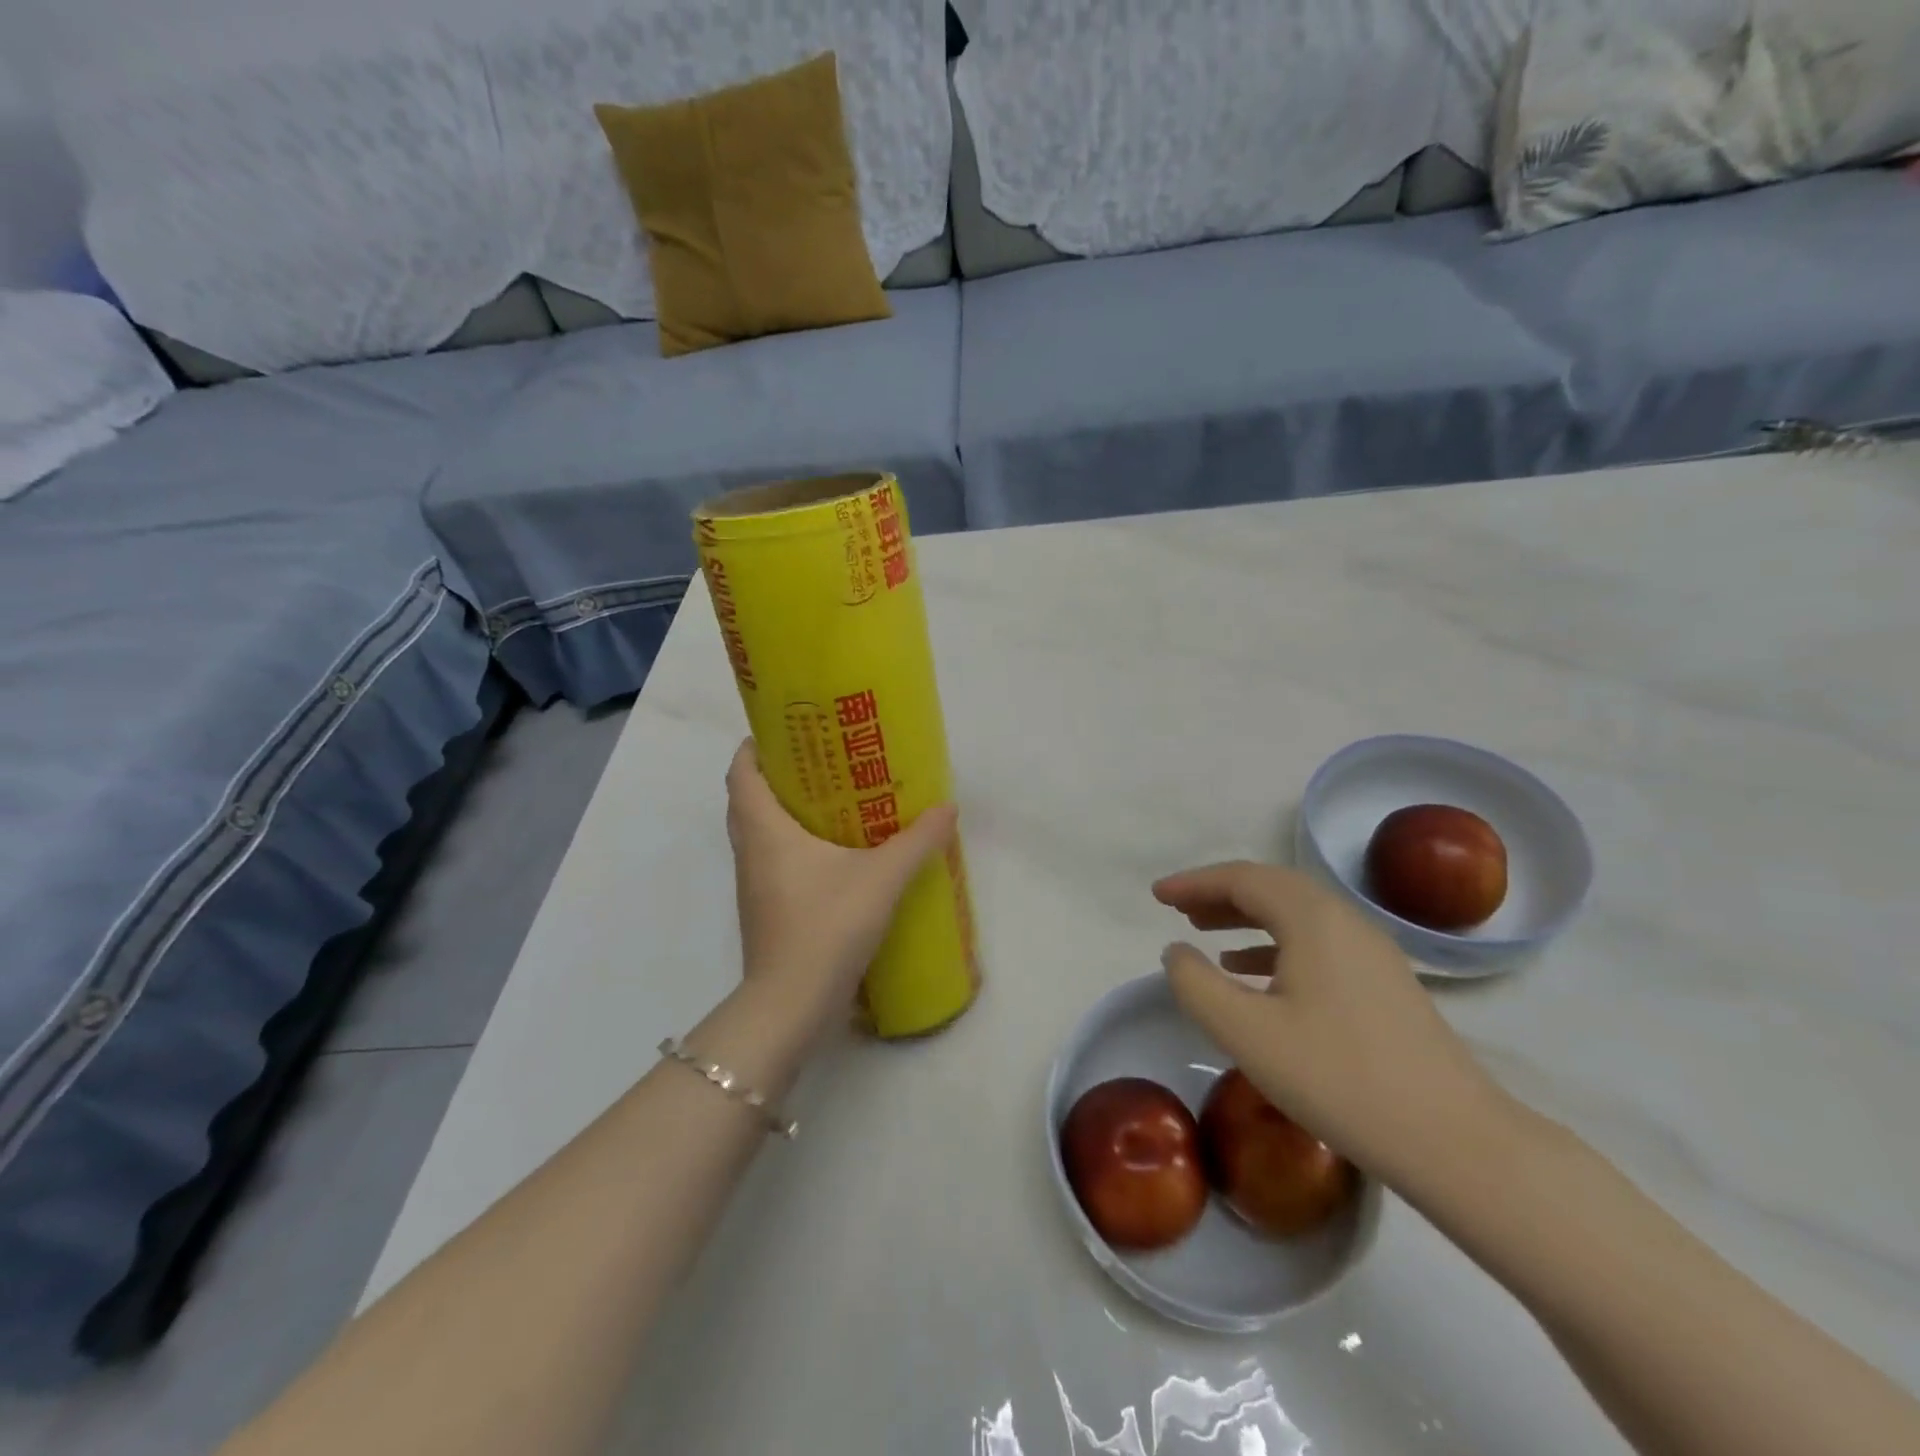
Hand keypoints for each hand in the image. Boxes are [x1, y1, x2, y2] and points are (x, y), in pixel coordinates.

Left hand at [726, 740, 957, 1038]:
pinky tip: (835, 856)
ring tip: (832, 803)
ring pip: (760, 834)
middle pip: (749, 800)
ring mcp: (754, 886)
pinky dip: (794, 847)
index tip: (786, 733)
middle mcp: (750, 852)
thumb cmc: (827, 926)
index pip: (741, 773)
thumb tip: (946, 808)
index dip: (755, 747)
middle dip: (777, 777)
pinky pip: (773, 863)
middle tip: (821, 763)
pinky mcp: (766, 911)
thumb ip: (917, 841)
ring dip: (785, 814)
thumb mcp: (882, 878)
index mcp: (765, 830)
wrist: (792, 1005)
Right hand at [1155, 861, 1511, 1183]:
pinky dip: (1276, 945)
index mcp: (1312, 918)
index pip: (1242, 878)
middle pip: (1271, 888)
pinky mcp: (1383, 983)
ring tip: (1207, 934)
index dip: (1194, 882)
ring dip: (1247, 917)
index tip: (1156, 895)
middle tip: (1179, 911)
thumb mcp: (1245, 1033)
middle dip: (1220, 894)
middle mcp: (1344, 920)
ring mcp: (1371, 951)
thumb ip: (1196, 984)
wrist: (1453, 1141)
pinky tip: (1255, 973)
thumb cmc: (1338, 1078)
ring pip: (1296, 915)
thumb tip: (1176, 952)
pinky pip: (1317, 943)